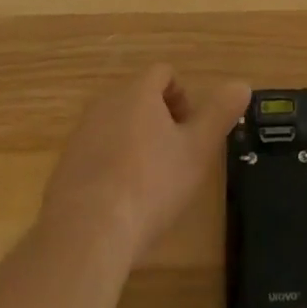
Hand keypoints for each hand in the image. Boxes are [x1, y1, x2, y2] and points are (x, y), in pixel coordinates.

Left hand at [42, 65, 250, 264]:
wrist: (85, 234)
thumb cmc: (150, 185)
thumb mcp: (197, 151)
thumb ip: (220, 114)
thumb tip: (243, 85)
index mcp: (138, 92)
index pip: (163, 73)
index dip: (182, 95)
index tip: (189, 129)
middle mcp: (106, 103)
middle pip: (137, 97)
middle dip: (158, 120)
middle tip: (174, 157)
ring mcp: (80, 135)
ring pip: (114, 125)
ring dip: (133, 143)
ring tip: (147, 183)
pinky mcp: (63, 167)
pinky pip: (94, 155)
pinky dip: (109, 167)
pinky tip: (119, 203)